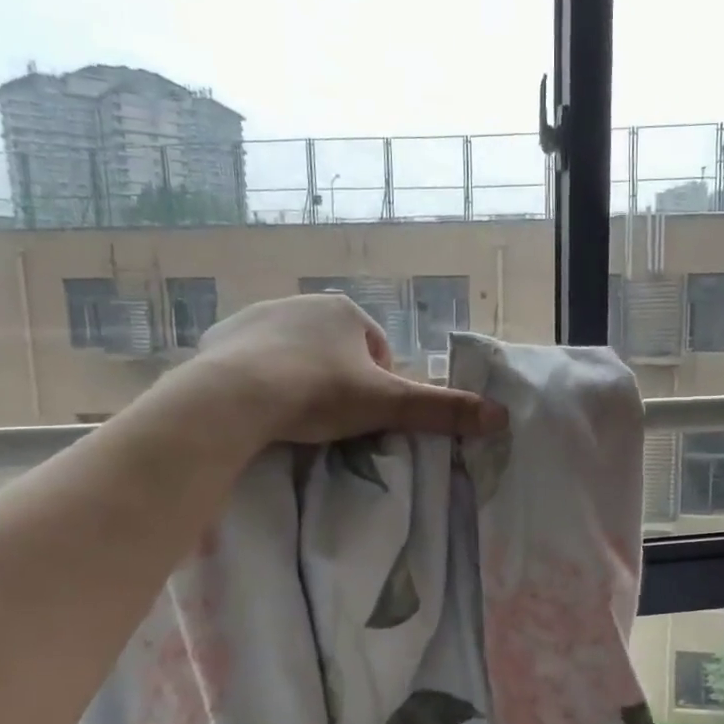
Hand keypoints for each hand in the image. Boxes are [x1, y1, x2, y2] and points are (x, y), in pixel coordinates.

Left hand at [149, 293, 505, 446]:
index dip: (377, 387)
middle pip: (336, 351)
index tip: (363, 416)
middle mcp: (303, 302)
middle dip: (338, 382)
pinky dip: (262, 380)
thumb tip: (501, 417)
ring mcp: (258, 316)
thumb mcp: (388, 405)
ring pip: (295, 353)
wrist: (235, 396)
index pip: (376, 352)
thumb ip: (443, 410)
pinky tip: (260, 407)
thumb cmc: (319, 393)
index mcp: (345, 312)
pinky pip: (254, 359)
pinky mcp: (223, 336)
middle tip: (330, 421)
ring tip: (294, 417)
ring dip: (301, 379)